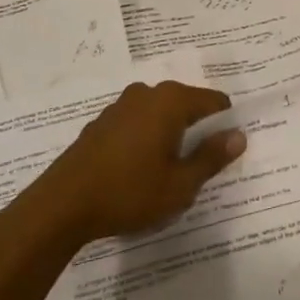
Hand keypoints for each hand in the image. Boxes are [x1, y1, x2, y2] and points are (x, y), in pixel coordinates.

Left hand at [22, 81, 242, 247]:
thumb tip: (238, 136)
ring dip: (170, 137)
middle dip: (197, 131)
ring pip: (160, 116)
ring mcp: (120, 107)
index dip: (225, 125)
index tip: (225, 152)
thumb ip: (212, 157)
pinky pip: (137, 125)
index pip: (214, 102)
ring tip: (169, 173)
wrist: (60, 206)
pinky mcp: (101, 124)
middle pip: (187, 105)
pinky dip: (146, 141)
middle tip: (200, 167)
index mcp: (171, 101)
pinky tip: (139, 172)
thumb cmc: (129, 192)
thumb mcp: (180, 184)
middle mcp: (147, 94)